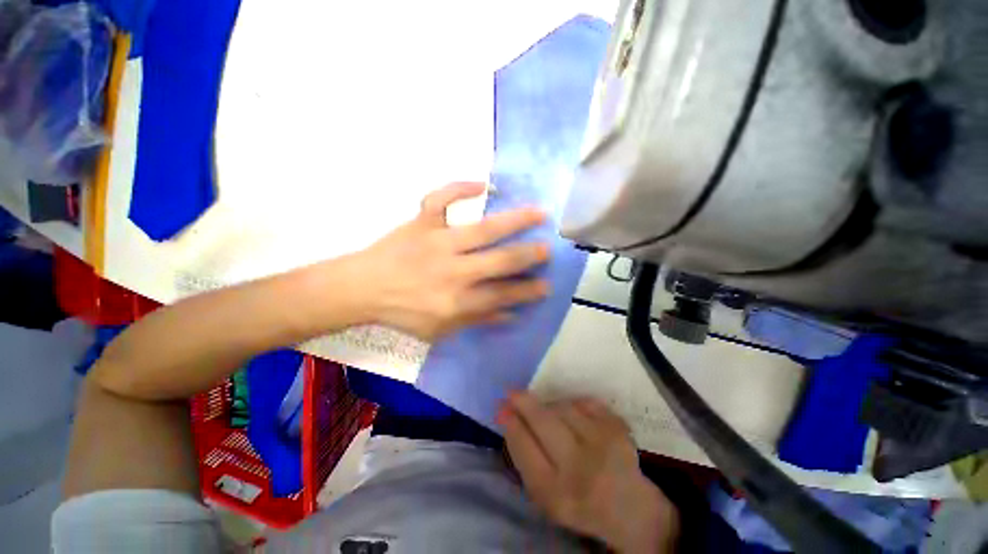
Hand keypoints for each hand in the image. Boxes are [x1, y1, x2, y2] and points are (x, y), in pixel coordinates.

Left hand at [354, 182, 549, 340]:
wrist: (362, 288)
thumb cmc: (403, 312)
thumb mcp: (440, 328)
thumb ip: (477, 319)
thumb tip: (510, 313)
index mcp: (457, 300)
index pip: (503, 295)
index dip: (527, 291)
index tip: (547, 285)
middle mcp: (453, 270)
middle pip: (500, 261)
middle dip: (529, 255)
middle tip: (548, 249)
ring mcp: (437, 241)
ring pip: (483, 228)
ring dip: (514, 220)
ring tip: (539, 212)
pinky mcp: (421, 222)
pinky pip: (441, 199)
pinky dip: (460, 187)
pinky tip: (483, 184)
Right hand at [499, 393, 679, 552]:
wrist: (628, 506)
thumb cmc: (576, 499)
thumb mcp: (543, 492)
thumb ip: (523, 454)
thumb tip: (504, 413)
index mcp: (555, 494)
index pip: (524, 448)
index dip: (510, 423)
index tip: (501, 407)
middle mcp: (579, 468)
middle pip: (543, 421)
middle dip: (523, 402)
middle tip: (511, 392)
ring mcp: (602, 444)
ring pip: (563, 407)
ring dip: (550, 406)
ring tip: (550, 415)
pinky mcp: (617, 428)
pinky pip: (584, 402)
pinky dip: (574, 405)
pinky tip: (575, 417)